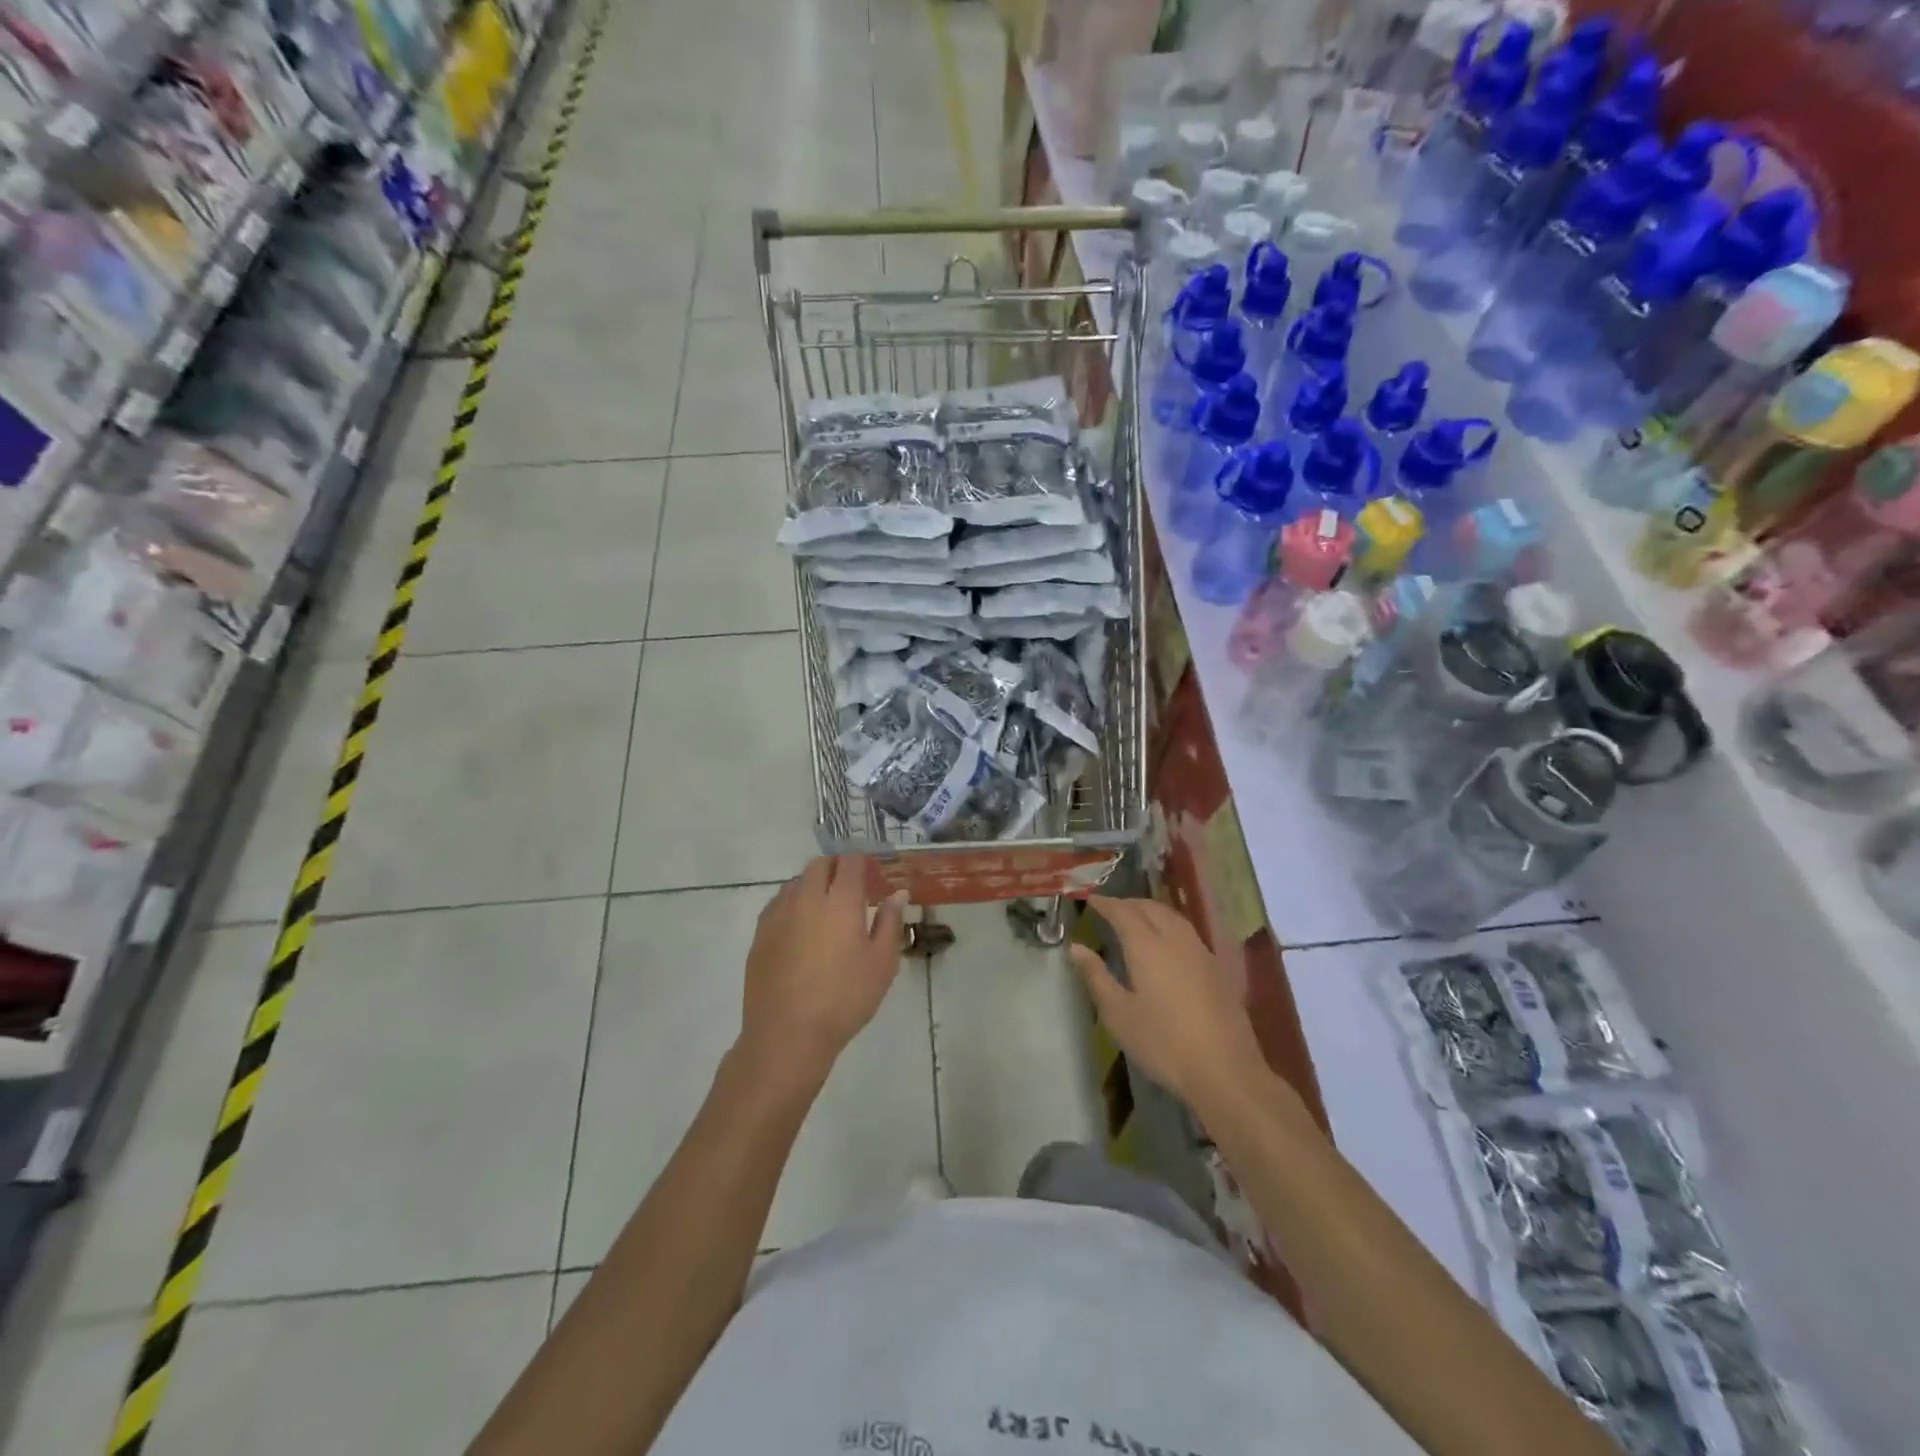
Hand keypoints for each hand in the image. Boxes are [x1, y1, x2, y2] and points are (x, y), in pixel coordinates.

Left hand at [739, 856, 906, 1089]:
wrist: (787, 1034)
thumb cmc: (844, 998)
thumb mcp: (882, 963)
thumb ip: (891, 922)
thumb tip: (898, 893)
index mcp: (840, 901)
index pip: (850, 862)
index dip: (863, 862)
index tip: (873, 877)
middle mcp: (806, 898)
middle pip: (820, 865)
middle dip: (837, 868)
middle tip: (852, 891)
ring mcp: (778, 914)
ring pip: (797, 882)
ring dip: (814, 885)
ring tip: (827, 911)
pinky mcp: (760, 933)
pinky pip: (779, 903)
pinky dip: (794, 904)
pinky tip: (802, 929)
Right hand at [1069, 895, 1268, 1114]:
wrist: (1225, 1071)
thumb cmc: (1163, 1043)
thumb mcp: (1118, 1014)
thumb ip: (1096, 976)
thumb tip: (1076, 947)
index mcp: (1148, 946)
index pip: (1123, 912)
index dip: (1106, 903)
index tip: (1091, 899)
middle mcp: (1176, 939)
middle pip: (1151, 908)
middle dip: (1129, 903)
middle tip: (1110, 909)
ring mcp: (1201, 952)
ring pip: (1172, 917)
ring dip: (1151, 911)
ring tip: (1136, 920)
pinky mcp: (1217, 968)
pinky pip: (1187, 932)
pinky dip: (1169, 925)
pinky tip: (1166, 943)